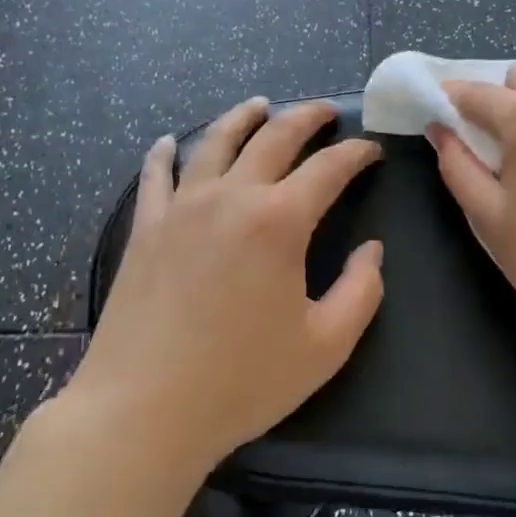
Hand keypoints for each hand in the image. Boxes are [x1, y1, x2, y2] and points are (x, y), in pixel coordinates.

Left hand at [74, 97, 384, 475]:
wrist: (142, 411)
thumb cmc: (242, 381)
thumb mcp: (326, 345)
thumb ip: (362, 291)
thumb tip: (372, 251)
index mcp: (280, 221)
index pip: (329, 168)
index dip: (356, 153)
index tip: (373, 150)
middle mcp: (231, 197)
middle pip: (274, 137)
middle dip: (306, 117)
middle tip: (326, 111)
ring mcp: (181, 208)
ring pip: (214, 142)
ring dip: (243, 117)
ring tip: (260, 105)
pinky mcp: (145, 228)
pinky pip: (156, 176)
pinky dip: (164, 153)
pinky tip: (167, 143)